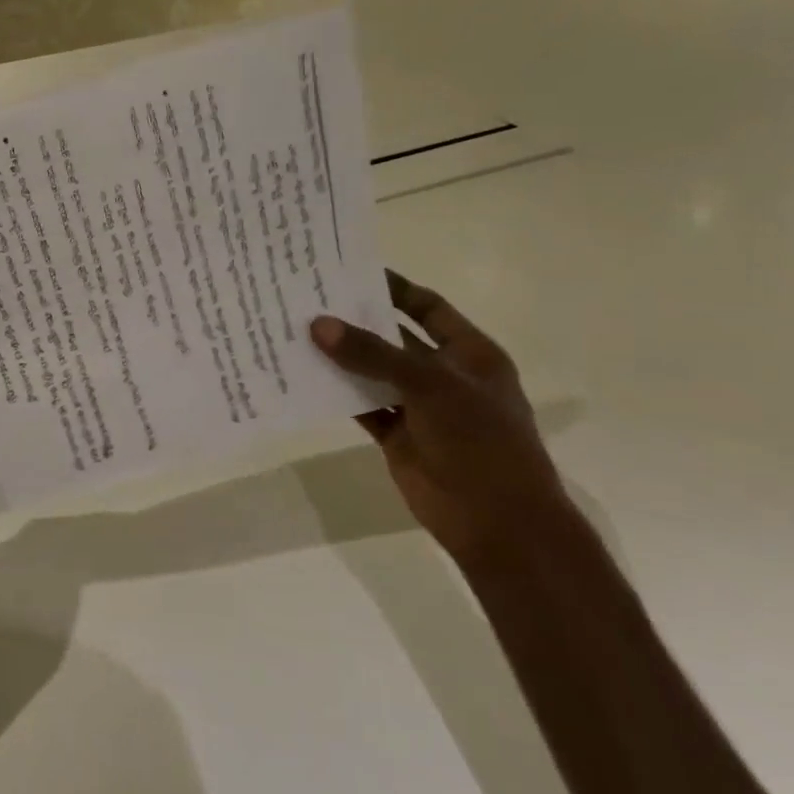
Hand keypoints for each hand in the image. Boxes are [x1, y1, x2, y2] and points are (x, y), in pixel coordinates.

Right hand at [310, 272, 571, 565]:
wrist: (497, 522)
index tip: (349, 270)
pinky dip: (337, 393)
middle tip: (309, 298)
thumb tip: (318, 324)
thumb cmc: (480, 441)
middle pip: (393, 338)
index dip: (393, 288)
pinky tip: (303, 376)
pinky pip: (362, 406)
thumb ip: (372, 354)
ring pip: (373, 372)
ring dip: (341, 356)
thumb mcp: (430, 386)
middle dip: (356, 320)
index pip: (427, 308)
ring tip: (295, 331)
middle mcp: (443, 375)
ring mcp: (419, 407)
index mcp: (469, 354)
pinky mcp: (397, 436)